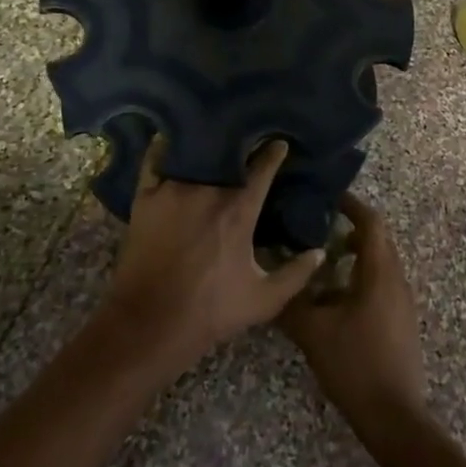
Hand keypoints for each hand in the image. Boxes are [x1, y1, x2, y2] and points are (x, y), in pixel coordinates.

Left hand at [100, 139, 324, 379]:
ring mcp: (172, 190)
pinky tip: (170, 144)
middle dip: (239, 149)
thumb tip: (320, 251)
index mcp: (239, 210)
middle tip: (245, 144)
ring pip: (194, 156)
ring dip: (205, 150)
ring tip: (212, 142)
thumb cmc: (210, 311)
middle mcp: (207, 190)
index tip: (279, 143)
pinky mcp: (145, 197)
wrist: (149, 324)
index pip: (262, 168)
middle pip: (228, 157)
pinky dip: (164, 151)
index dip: (274, 153)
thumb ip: (296, 274)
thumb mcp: (263, 300)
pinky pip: (154, 162)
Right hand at [278, 193, 426, 442]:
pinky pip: (381, 284)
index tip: (328, 197)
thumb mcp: (314, 332)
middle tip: (317, 226)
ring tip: (321, 261)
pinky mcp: (401, 321)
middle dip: (350, 229)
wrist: (394, 417)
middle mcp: (396, 279)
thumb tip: (272, 281)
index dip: (351, 205)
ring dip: (354, 255)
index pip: (371, 222)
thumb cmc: (355, 365)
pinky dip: (360, 277)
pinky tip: (335, 298)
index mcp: (380, 272)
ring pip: (380, 263)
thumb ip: (291, 302)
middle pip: (377, 240)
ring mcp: (402, 302)